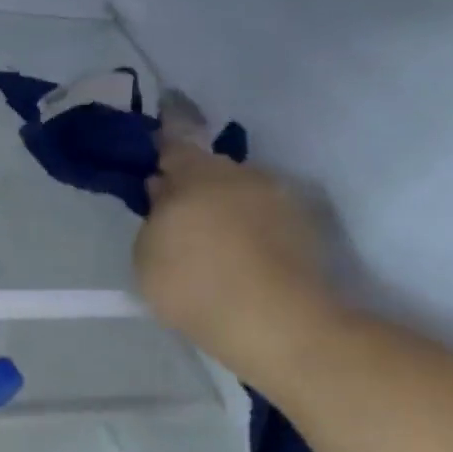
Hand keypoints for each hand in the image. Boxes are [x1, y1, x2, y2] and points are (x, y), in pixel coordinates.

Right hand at [134, 141, 335, 385]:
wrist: (278, 324)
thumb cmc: (195, 284)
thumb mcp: (146, 254)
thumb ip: (153, 216)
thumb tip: (165, 192)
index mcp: (198, 174)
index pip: (175, 139)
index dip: (164, 134)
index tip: (159, 127)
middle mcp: (244, 174)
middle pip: (210, 170)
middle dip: (193, 184)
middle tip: (175, 213)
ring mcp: (281, 199)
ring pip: (241, 192)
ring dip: (224, 207)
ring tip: (210, 243)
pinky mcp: (306, 228)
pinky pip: (264, 217)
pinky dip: (249, 229)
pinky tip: (239, 258)